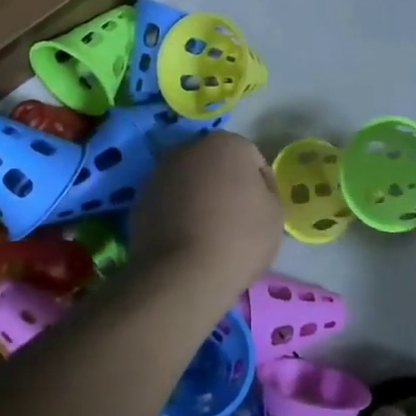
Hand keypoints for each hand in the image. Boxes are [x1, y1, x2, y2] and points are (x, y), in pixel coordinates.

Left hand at [129, 131, 282, 293]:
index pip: (251, 160)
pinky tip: (185, 240)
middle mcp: (189, 148)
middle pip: (216, 164)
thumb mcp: (275, 213)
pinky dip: (176, 213)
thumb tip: (248, 188)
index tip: (259, 212)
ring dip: (198, 197)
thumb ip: (265, 190)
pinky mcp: (140, 198)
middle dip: (224, 184)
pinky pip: (168, 201)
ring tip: (207, 233)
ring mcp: (160, 172)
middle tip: (234, 219)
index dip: (259, 186)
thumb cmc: (239, 238)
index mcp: (226, 143)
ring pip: (189, 181)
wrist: (183, 273)